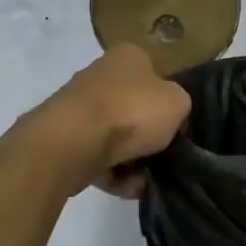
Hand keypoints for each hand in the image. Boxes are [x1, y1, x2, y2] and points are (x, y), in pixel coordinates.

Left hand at [22, 45, 190, 198]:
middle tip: (164, 155)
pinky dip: (115, 175)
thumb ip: (179, 106)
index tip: (176, 125)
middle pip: (133, 109)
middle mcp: (100, 76)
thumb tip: (170, 117)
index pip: (154, 75)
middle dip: (148, 136)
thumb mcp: (177, 103)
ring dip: (133, 162)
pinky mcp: (66, 140)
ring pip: (115, 138)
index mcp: (127, 57)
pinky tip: (129, 187)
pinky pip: (99, 159)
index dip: (167, 102)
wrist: (74, 141)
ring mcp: (79, 109)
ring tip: (146, 179)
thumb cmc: (132, 111)